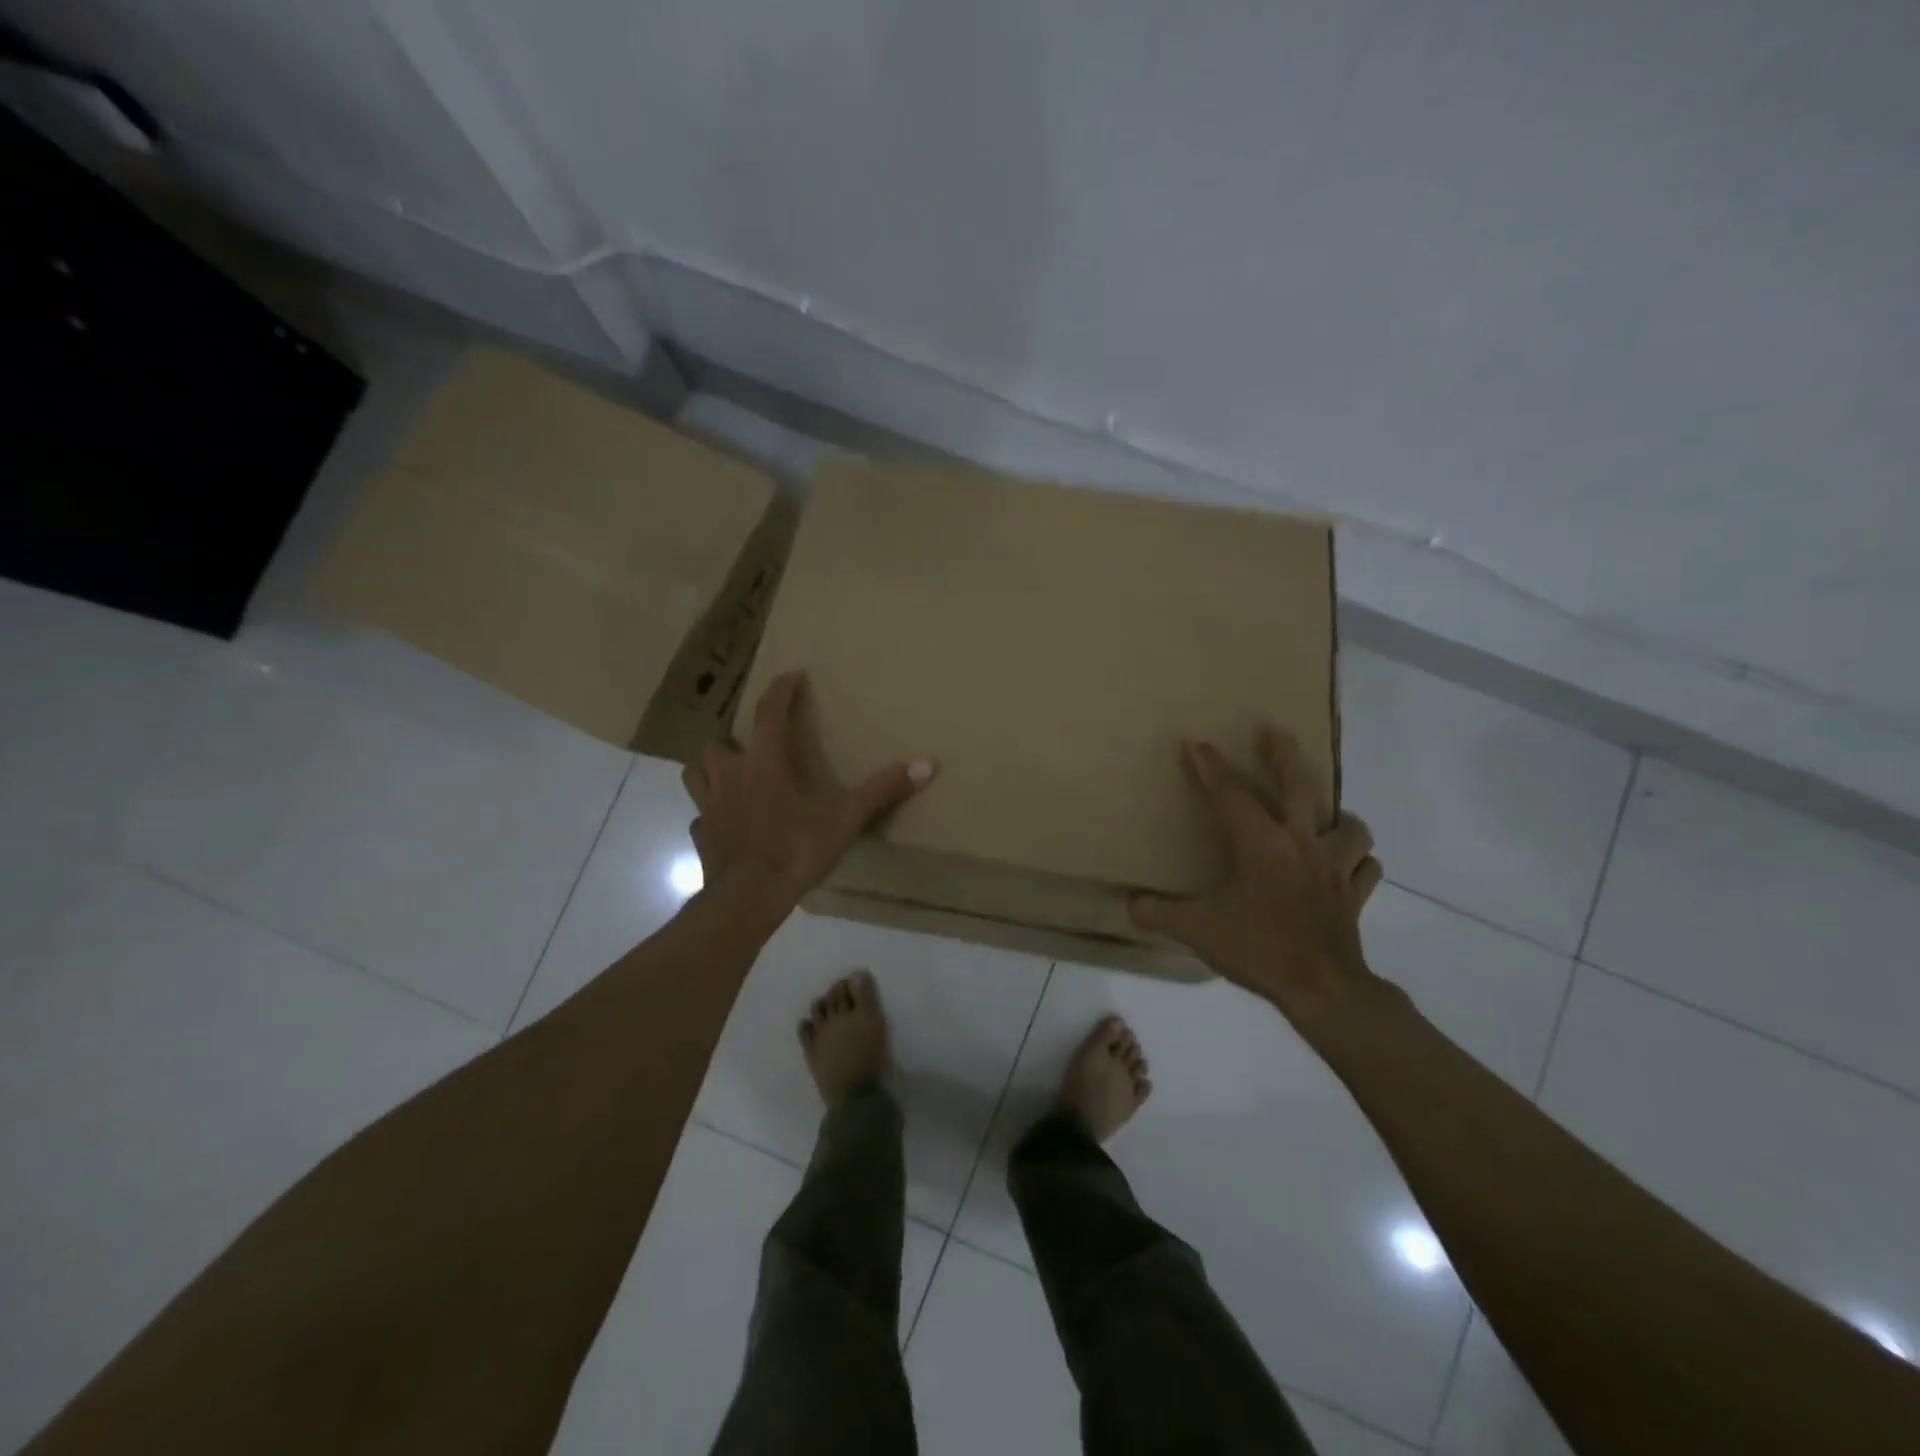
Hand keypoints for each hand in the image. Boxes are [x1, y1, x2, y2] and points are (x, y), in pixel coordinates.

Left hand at [683, 670, 934, 903]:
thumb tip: (927, 764)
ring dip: (710, 767)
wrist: (748, 898)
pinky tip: (726, 822)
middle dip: (733, 737)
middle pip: (718, 743)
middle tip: (751, 743)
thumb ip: (882, 791)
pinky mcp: (701, 837)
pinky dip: (712, 813)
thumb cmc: (794, 850)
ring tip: (729, 772)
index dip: (779, 692)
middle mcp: (730, 778)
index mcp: (763, 765)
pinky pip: (701, 816)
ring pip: (696, 773)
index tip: (790, 676)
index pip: (768, 715)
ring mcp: (710, 808)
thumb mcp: (844, 820)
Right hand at [1130, 727, 1384, 1027]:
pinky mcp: (1354, 896)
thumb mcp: (1196, 930)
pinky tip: (1346, 865)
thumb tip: (1130, 904)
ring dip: (1338, 816)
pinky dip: (1358, 862)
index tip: (1196, 742)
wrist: (1322, 989)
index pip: (1230, 794)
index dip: (1210, 766)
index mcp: (1261, 844)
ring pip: (1351, 826)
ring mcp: (1335, 869)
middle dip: (1284, 753)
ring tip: (1322, 817)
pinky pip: (1366, 869)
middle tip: (1273, 730)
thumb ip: (1159, 913)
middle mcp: (1302, 844)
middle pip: (1301, 784)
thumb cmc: (1258, 948)